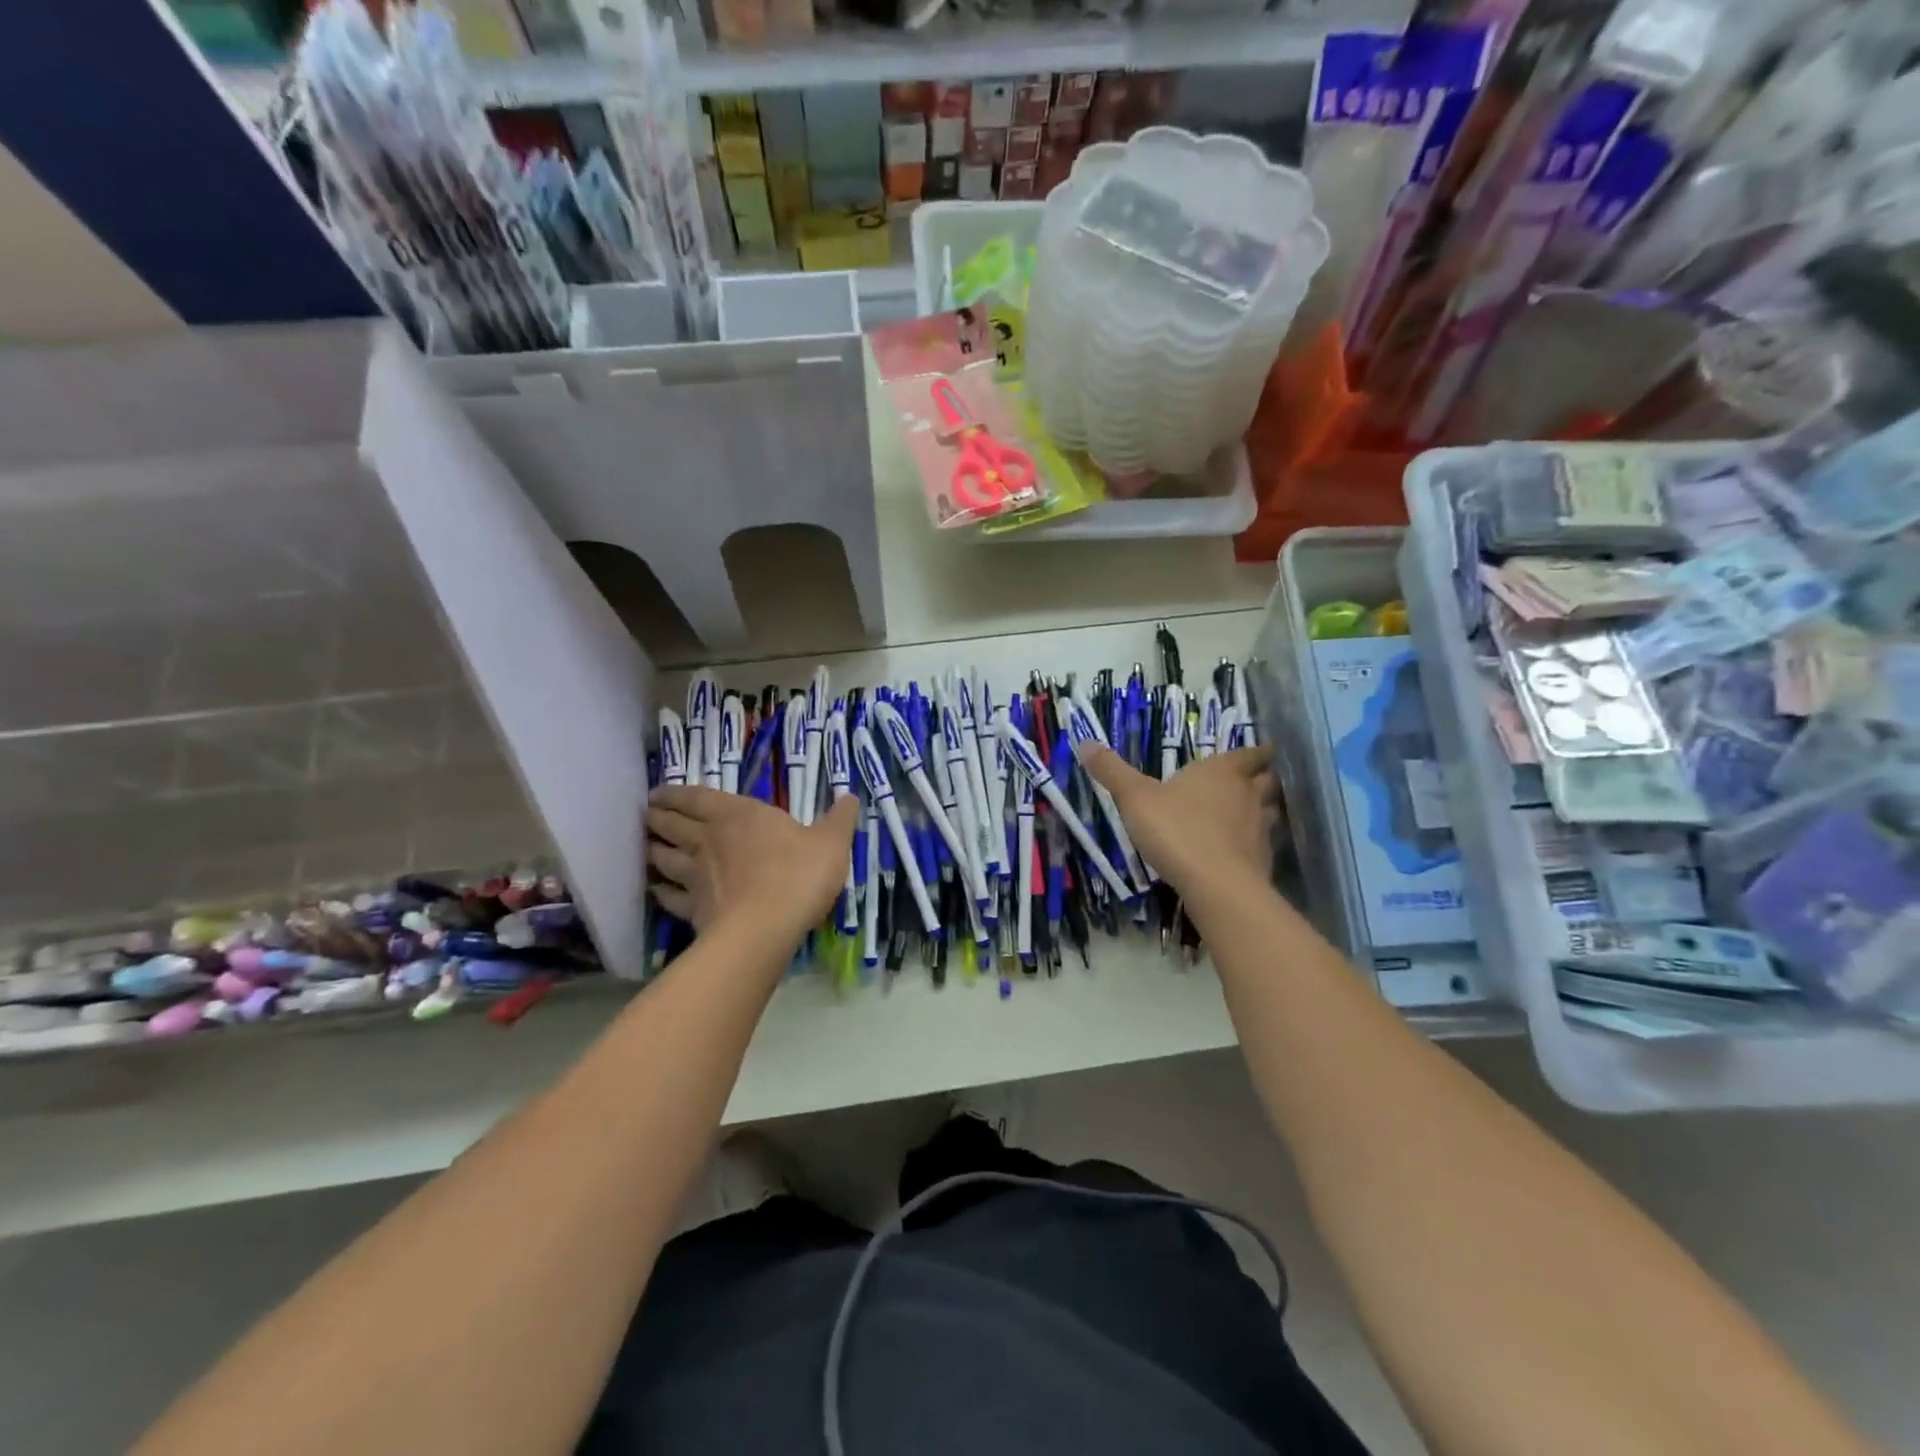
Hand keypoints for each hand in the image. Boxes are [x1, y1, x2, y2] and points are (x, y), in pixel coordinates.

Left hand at [646, 787, 858, 945]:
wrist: (765, 928)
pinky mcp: (693, 909)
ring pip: (664, 858)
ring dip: (653, 850)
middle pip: (672, 824)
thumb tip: (851, 796)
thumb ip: (840, 818)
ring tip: (647, 847)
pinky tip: (656, 891)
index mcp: (738, 814)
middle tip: (648, 814)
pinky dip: (660, 891)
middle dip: (658, 817)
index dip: (676, 793)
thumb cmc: (798, 875)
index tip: (659, 792)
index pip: (697, 797)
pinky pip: (669, 897)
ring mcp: (696, 876)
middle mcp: (709, 839)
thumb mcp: (832, 841)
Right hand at [1077, 744, 1278, 908]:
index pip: (1250, 754)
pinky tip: (1241, 852)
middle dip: (1262, 779)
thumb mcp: (1134, 798)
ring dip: (1264, 810)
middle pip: (1268, 780)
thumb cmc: (1176, 830)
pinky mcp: (1264, 861)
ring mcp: (1261, 829)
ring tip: (1248, 815)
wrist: (1215, 885)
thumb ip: (1112, 771)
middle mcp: (1248, 795)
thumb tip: (1085, 741)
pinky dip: (1256, 844)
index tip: (1261, 751)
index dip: (1256, 752)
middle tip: (1250, 781)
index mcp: (1222, 772)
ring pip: (1271, 811)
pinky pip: (1264, 845)